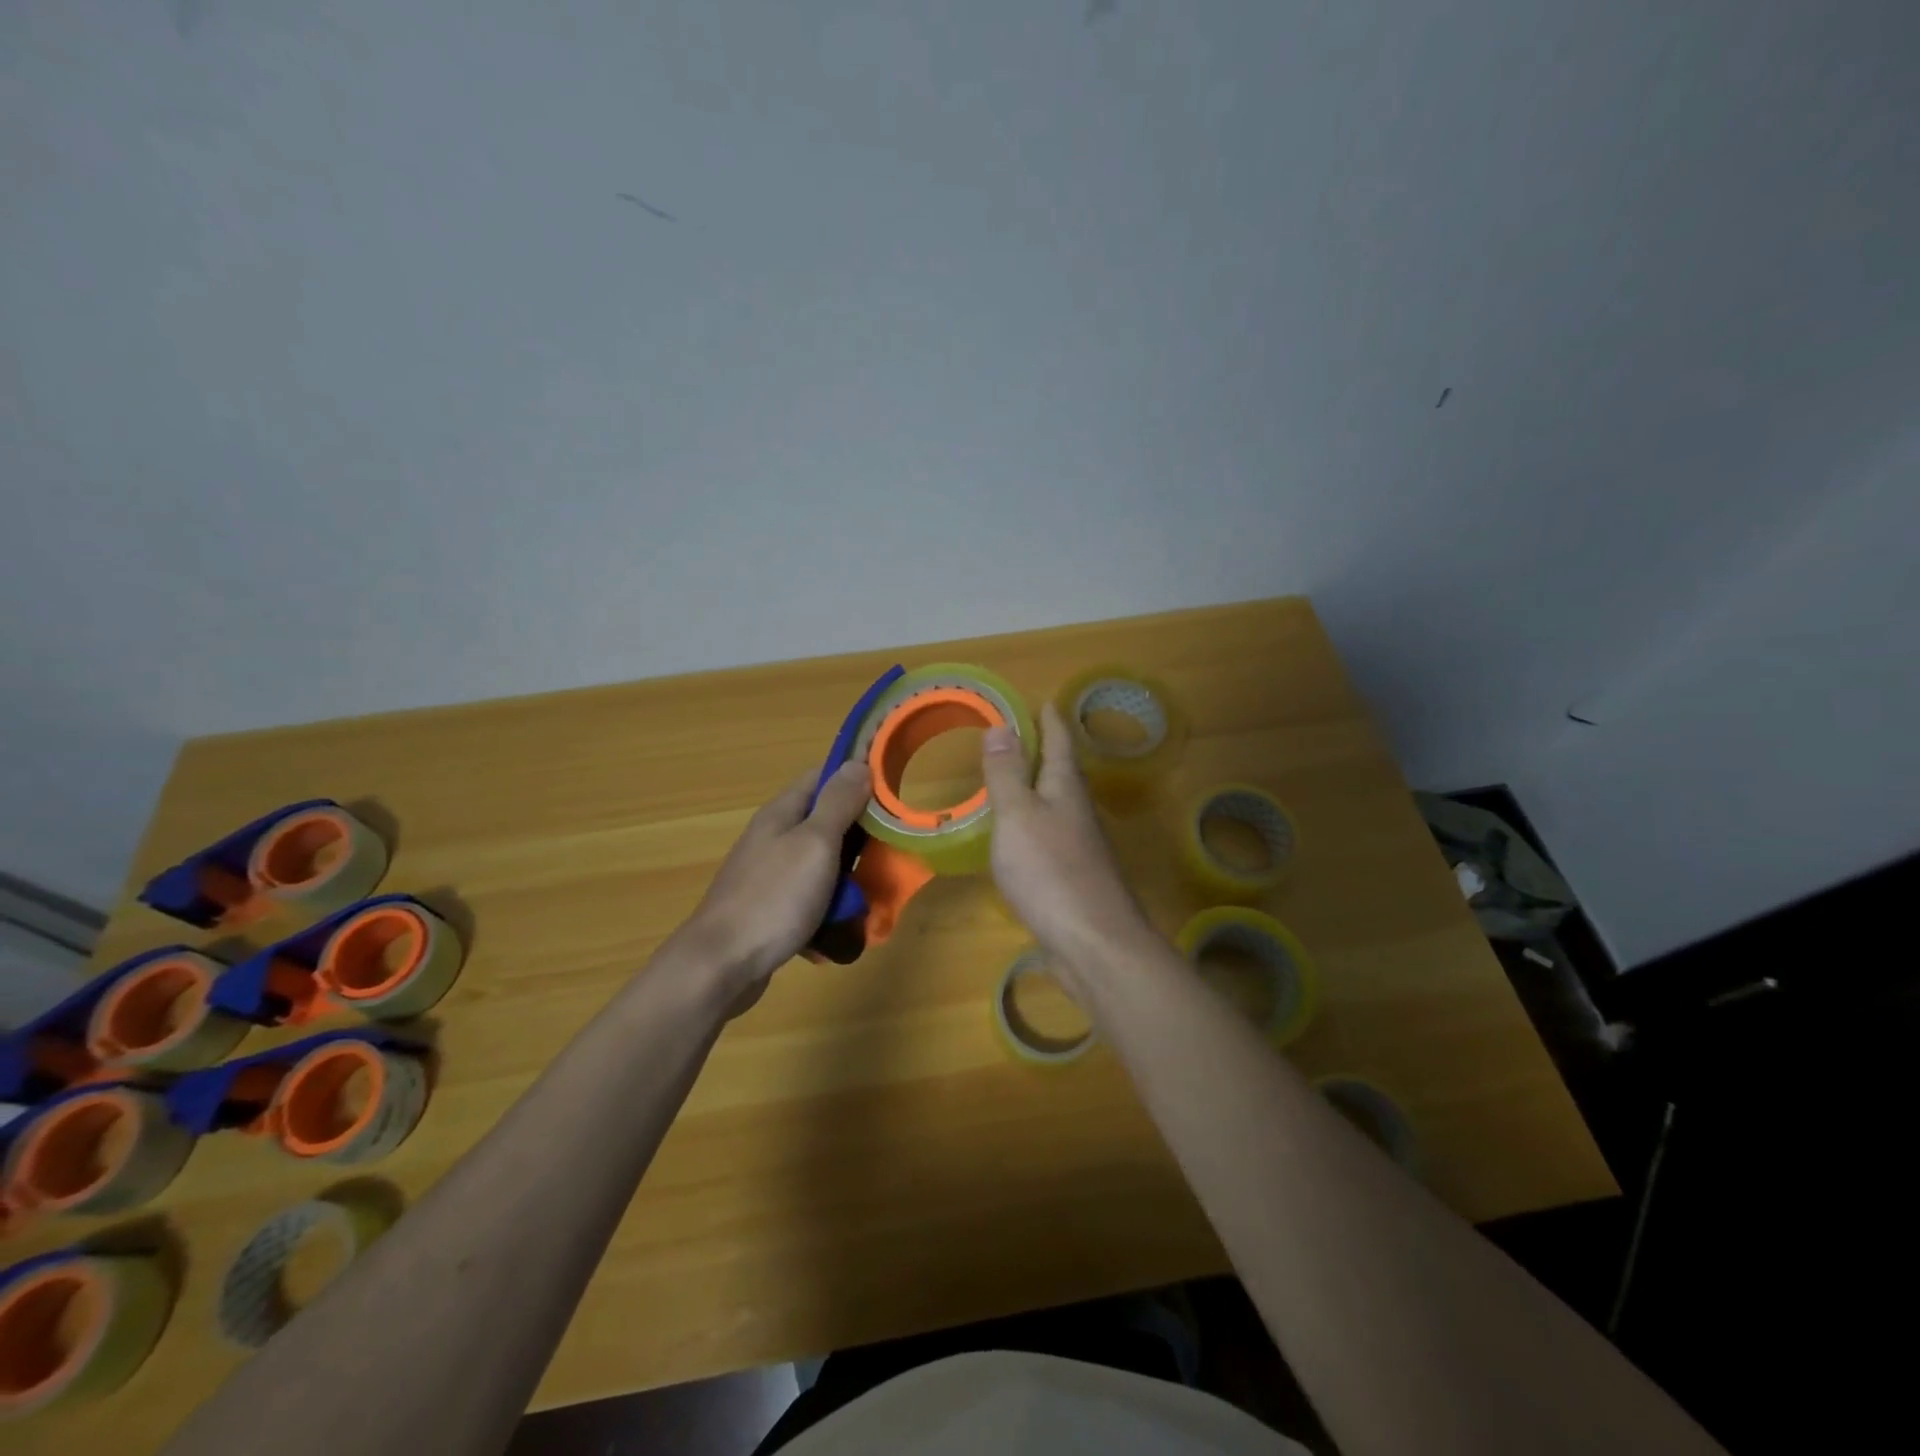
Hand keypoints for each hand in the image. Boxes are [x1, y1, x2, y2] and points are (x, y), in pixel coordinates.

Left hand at [666, 760, 872, 1004]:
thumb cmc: (773, 897)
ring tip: (872, 895)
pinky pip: (810, 899)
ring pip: (822, 864)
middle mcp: (774, 837)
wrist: (720, 966)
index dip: (856, 776)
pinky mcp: (770, 909)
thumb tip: (858, 764)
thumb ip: (838, 803)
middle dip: (860, 834)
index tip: (892, 788)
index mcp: (782, 813)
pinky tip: (842, 927)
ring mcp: (770, 875)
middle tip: (892, 850)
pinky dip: (828, 909)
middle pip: (826, 822)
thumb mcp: (815, 843)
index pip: (823, 776)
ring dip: (848, 877)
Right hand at [980, 701, 1154, 996]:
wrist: (1094, 943)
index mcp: (1066, 789)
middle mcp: (1079, 813)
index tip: (1044, 700)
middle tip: (1026, 735)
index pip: (1060, 743)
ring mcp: (1081, 848)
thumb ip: (1007, 773)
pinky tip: (1022, 839)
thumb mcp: (1018, 815)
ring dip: (1042, 789)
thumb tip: (1002, 725)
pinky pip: (1053, 838)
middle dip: (1048, 752)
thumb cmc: (1050, 871)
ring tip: (1019, 781)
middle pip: (1065, 773)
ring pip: (1060, 806)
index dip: (1050, 721)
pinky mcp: (1075, 878)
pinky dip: (1036, 825)